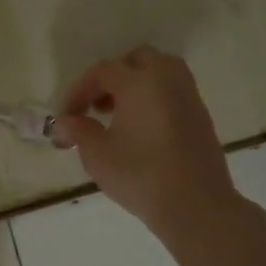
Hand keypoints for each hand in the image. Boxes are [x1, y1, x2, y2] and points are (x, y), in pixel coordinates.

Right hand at [53, 46, 241, 242]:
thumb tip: (65, 122)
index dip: (78, 91)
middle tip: (94, 106)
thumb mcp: (97, 154)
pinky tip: (138, 130)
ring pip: (159, 73)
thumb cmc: (140, 175)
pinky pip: (171, 92)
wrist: (195, 205)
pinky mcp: (200, 116)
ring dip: (134, 86)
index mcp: (140, 81)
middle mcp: (167, 79)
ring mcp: (189, 96)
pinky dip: (151, 99)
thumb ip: (78, 131)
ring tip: (115, 116)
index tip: (65, 116)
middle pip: (137, 61)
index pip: (102, 72)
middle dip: (111, 78)